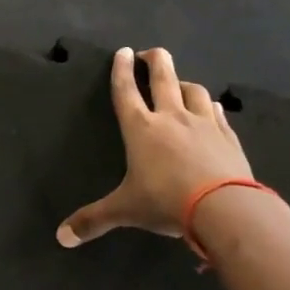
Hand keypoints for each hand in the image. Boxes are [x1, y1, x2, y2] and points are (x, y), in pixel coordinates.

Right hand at [57, 47, 253, 246]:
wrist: (225, 208)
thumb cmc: (166, 201)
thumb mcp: (126, 211)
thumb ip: (94, 220)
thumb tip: (61, 238)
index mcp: (141, 128)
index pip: (126, 91)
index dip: (122, 70)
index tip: (123, 52)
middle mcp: (171, 117)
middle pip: (163, 77)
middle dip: (156, 60)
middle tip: (151, 52)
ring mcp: (204, 124)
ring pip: (194, 91)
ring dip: (185, 83)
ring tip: (180, 83)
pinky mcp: (228, 137)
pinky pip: (218, 113)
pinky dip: (211, 107)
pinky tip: (212, 108)